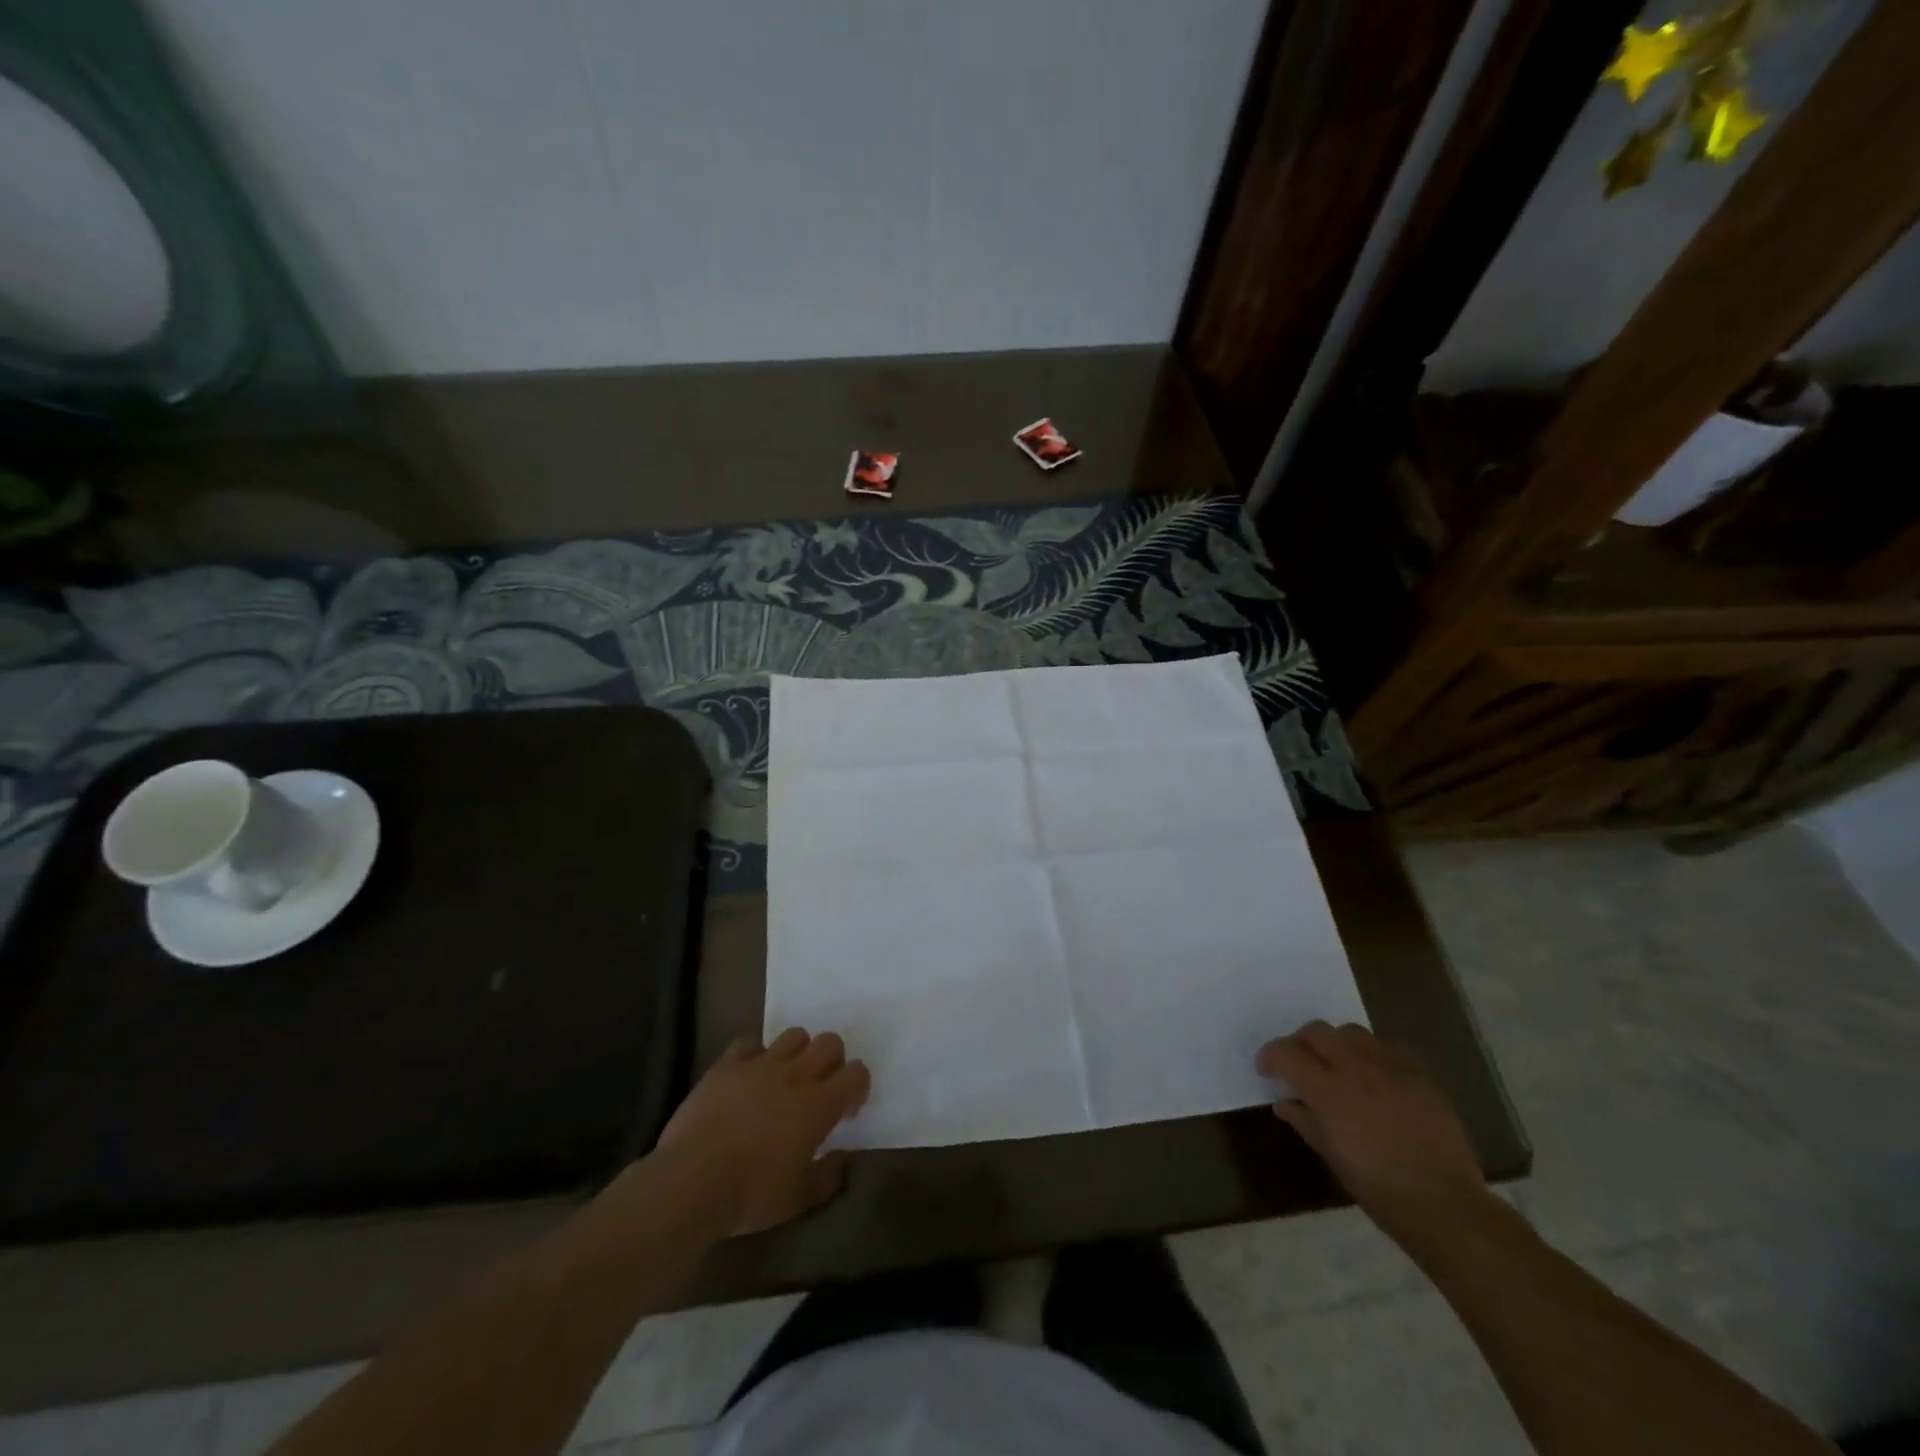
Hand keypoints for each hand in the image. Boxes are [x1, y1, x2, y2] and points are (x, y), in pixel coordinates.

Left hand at [654, 1028, 870, 1237]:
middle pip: (830, 1042)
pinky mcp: (728, 1064)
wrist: (691, 1181)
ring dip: (797, 1052)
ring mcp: (760, 1065)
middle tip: (818, 1089)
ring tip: (784, 1078)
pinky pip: (749, 1042)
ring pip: (794, 1035)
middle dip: (832, 1061)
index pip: (856, 1073)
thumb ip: (828, 1176)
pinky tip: (748, 1076)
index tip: (844, 1110)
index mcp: (819, 1105)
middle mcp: (796, 1075)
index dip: (856, 1087)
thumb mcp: (798, 1200)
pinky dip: (754, 1054)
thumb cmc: (750, 1195)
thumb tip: (843, 1156)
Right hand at [1258, 1021, 1493, 1252]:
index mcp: (1328, 1091)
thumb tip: (1285, 1103)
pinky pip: (1389, 1048)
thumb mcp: (1332, 1157)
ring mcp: (1391, 1068)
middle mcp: (1356, 1069)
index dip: (1270, 1057)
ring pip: (1352, 1032)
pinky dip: (1373, 1055)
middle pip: (1317, 1031)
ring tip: (1339, 1066)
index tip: (1267, 1071)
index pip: (1286, 1053)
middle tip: (1301, 1065)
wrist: (1445, 1207)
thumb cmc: (1379, 1189)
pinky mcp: (1420, 1076)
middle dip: (1301, 1043)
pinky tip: (1376, 1078)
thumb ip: (1305, 1122)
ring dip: (1337, 1044)